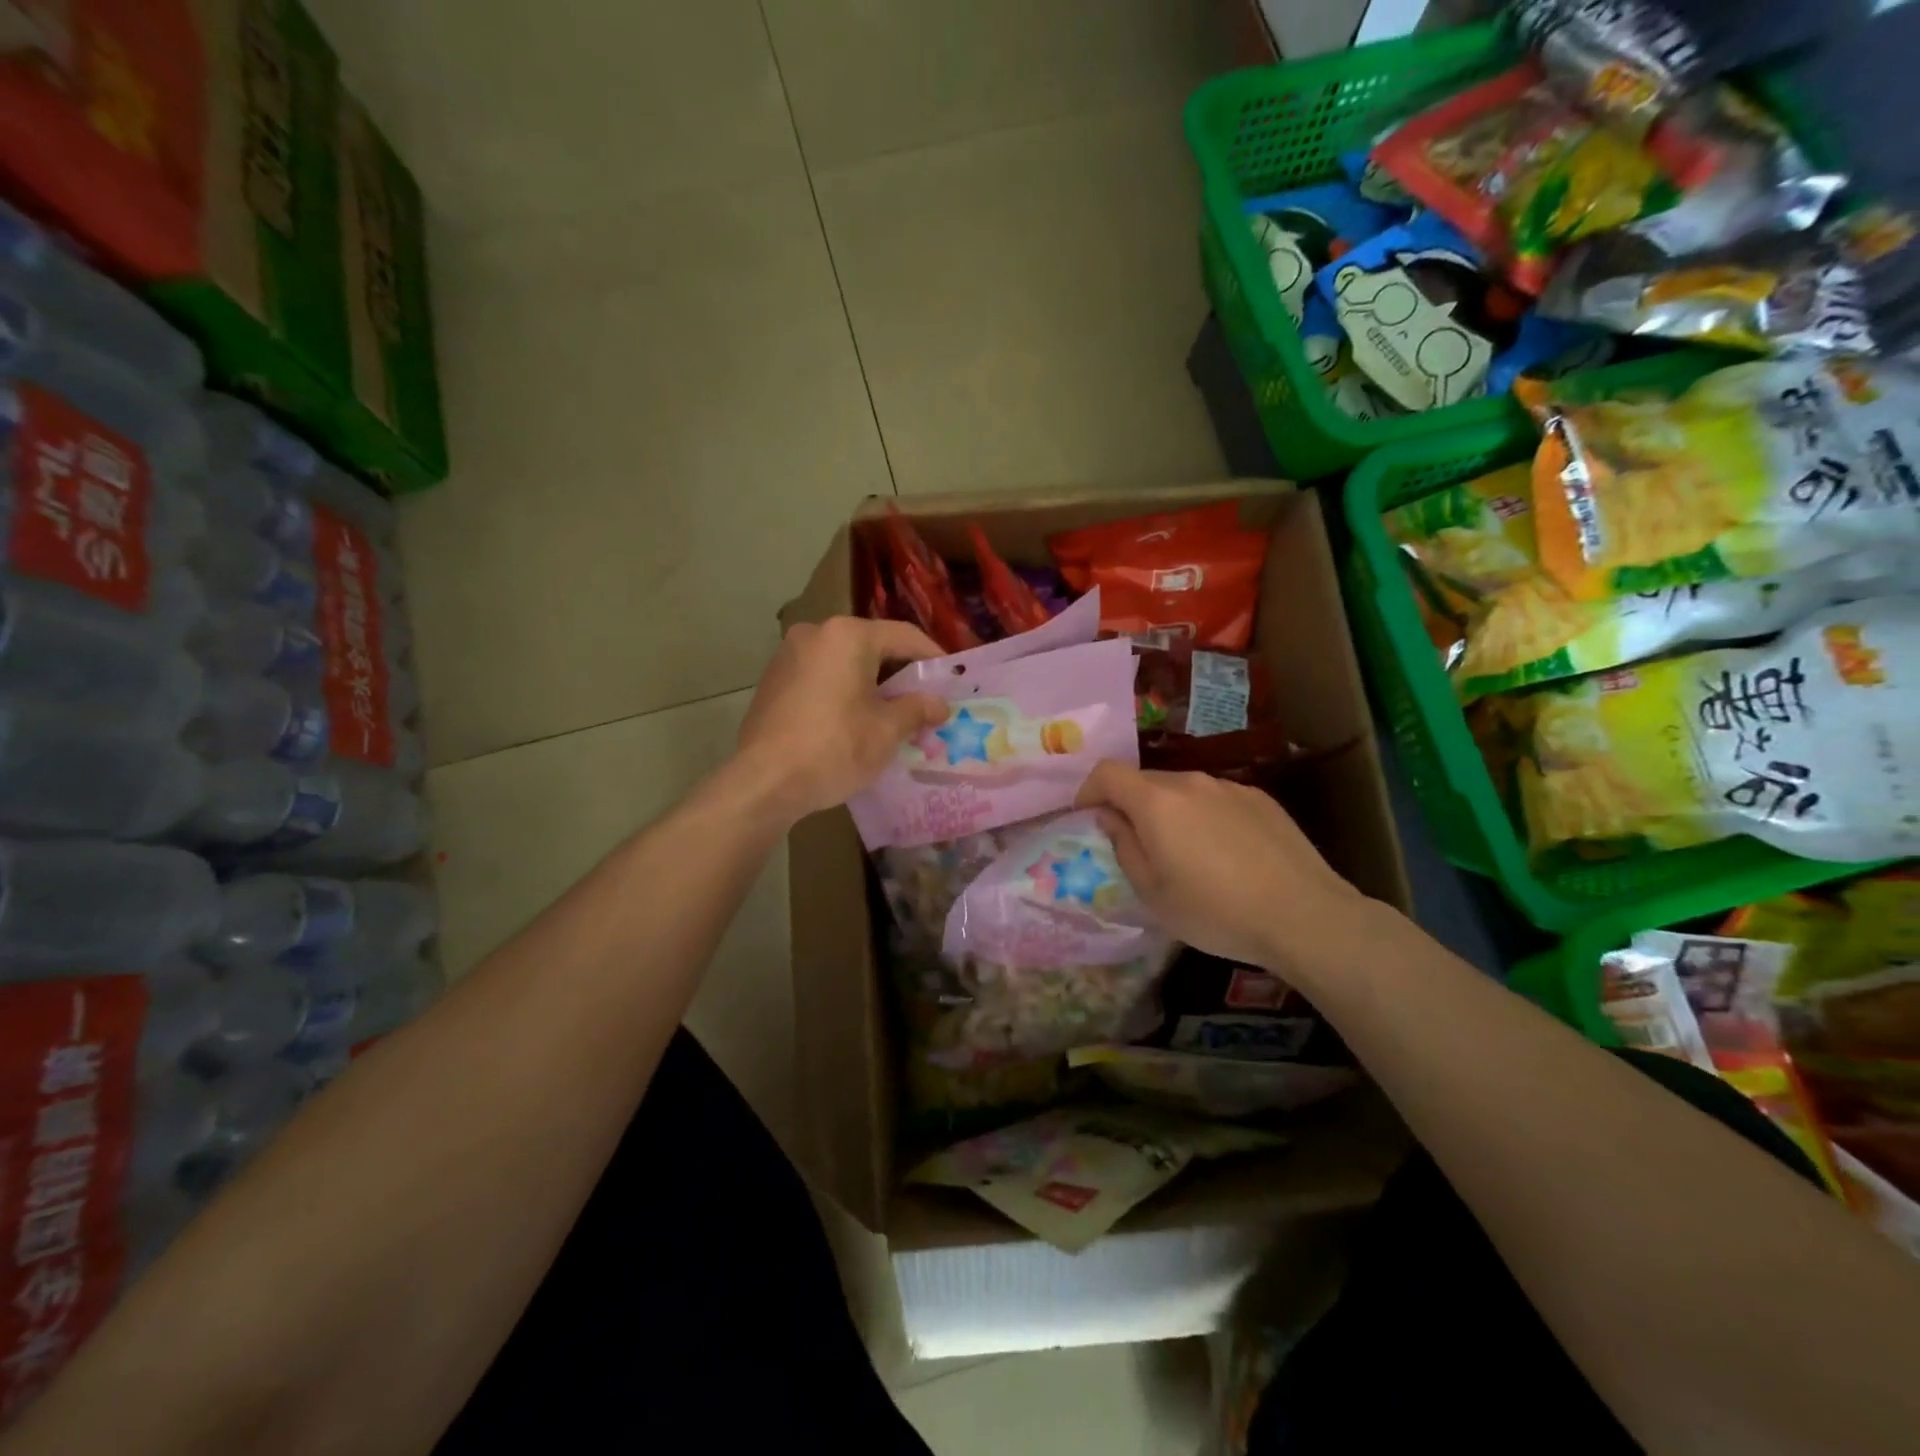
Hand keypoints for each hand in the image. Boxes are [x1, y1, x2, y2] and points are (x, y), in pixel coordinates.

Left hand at [734, 617, 949, 824]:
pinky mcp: (773, 680)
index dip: (934, 658)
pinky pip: (821, 677)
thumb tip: (939, 704)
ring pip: (845, 662)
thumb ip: (918, 709)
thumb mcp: (887, 731)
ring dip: (871, 684)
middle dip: (901, 674)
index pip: (904, 636)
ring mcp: (788, 656)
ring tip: (892, 715)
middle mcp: (815, 633)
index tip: (953, 681)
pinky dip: (843, 692)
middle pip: (872, 646)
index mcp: (847, 636)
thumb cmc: (834, 748)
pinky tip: (853, 721)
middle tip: (924, 701)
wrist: (764, 782)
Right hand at [1075, 763, 1377, 983]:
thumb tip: (1111, 818)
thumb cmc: (1216, 911)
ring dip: (1169, 812)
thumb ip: (1124, 847)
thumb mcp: (1153, 894)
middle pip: (1145, 780)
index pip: (1107, 773)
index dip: (1088, 791)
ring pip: (1182, 790)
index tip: (1087, 818)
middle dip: (1129, 805)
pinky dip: (1204, 817)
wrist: (1304, 915)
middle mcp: (1190, 782)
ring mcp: (1229, 787)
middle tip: (1135, 845)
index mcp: (1156, 802)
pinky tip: (1224, 855)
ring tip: (1184, 853)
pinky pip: (1216, 799)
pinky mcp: (1260, 799)